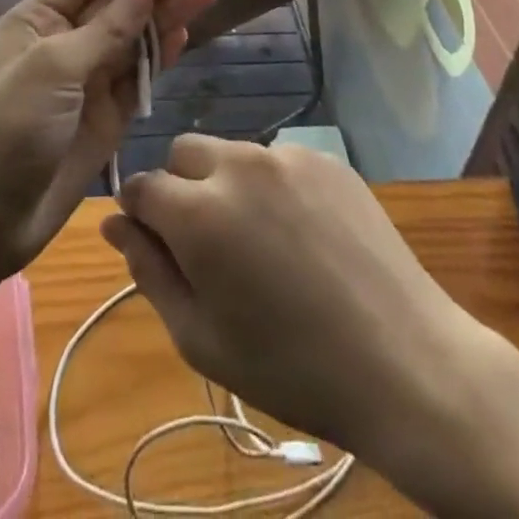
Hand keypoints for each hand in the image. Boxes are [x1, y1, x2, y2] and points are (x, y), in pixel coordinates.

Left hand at [0, 0, 214, 274]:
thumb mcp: (53, 67)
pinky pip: (139, 76)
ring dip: (167, 16)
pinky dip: (161, 56)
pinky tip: (185, 35)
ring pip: (135, 38)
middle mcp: (66, 42)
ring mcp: (89, 80)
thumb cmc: (7, 126)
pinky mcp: (108, 115)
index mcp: (39, 19)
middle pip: (119, 4)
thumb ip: (106, 30)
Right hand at [101, 136, 476, 458]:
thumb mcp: (201, 338)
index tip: (156, 246)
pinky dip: (272, 186)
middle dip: (180, 187)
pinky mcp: (325, 158)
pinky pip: (277, 160)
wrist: (402, 359)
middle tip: (208, 244)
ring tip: (261, 242)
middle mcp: (238, 165)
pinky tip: (302, 234)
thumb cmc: (290, 366)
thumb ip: (148, 271)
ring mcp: (287, 155)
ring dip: (227, 184)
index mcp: (199, 212)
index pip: (141, 186)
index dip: (140, 215)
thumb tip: (115, 224)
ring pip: (232, 153)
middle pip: (184, 152)